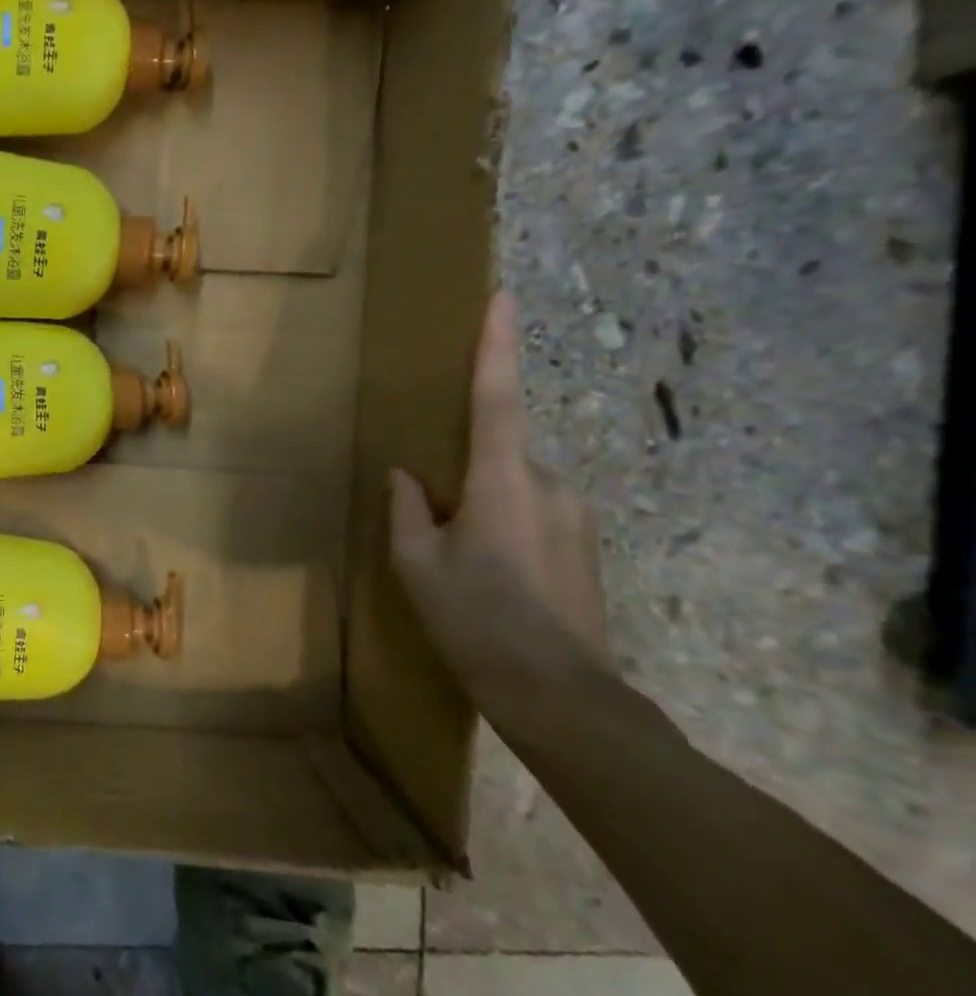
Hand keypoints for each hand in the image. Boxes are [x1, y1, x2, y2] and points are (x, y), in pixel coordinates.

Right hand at [387, 293, 610, 705]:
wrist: (562, 698)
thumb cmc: (477, 621)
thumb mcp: (418, 564)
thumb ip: (409, 509)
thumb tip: (407, 476)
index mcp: (502, 480)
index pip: (496, 398)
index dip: (497, 346)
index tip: (503, 298)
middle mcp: (549, 484)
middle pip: (498, 454)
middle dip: (466, 476)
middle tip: (441, 530)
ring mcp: (577, 516)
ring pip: (516, 489)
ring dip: (485, 509)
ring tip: (468, 568)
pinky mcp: (588, 546)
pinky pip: (536, 515)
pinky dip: (508, 530)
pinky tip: (496, 582)